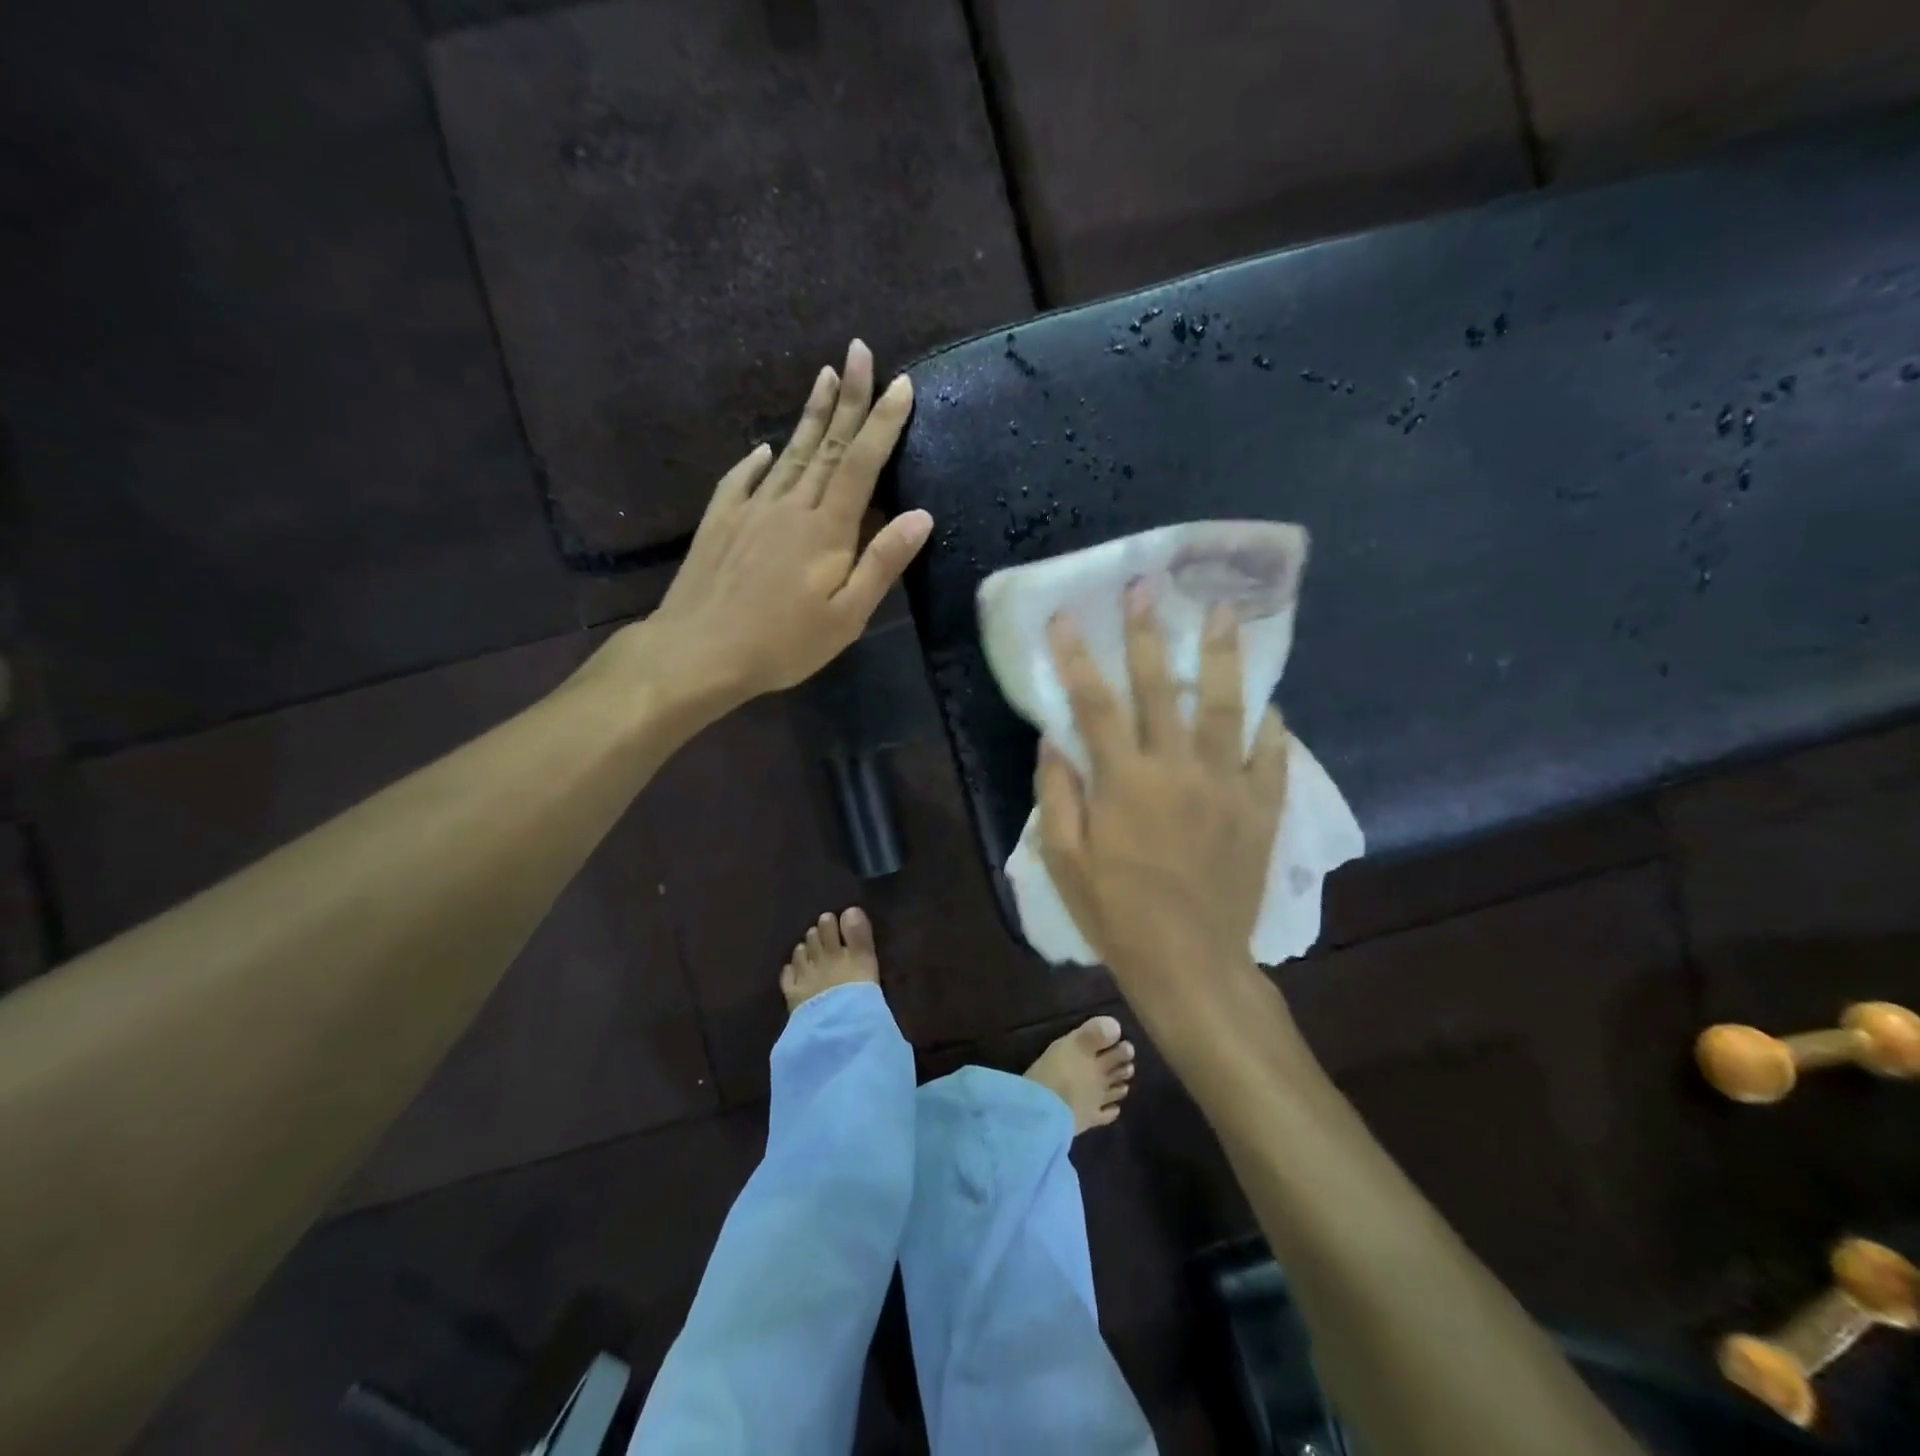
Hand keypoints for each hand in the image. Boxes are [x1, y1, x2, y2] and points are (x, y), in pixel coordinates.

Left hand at [632, 339, 931, 706]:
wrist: (698, 652)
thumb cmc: (782, 643)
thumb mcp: (846, 617)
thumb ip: (882, 563)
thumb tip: (920, 515)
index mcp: (826, 529)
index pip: (861, 463)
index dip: (883, 423)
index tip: (900, 383)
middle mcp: (790, 506)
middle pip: (825, 445)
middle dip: (849, 398)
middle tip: (859, 352)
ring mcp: (750, 509)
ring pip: (787, 453)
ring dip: (809, 415)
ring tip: (825, 377)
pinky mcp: (720, 521)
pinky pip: (742, 479)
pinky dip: (755, 460)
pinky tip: (762, 448)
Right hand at [1037, 582, 1288, 993]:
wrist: (1191, 963)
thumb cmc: (1118, 915)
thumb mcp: (1066, 862)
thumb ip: (1058, 796)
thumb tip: (1053, 741)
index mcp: (1125, 782)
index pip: (1094, 704)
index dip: (1077, 658)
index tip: (1066, 618)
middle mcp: (1178, 770)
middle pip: (1160, 688)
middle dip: (1149, 634)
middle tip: (1147, 587)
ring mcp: (1227, 786)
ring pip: (1226, 706)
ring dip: (1222, 655)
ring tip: (1225, 612)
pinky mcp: (1261, 809)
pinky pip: (1272, 755)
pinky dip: (1271, 725)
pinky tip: (1269, 703)